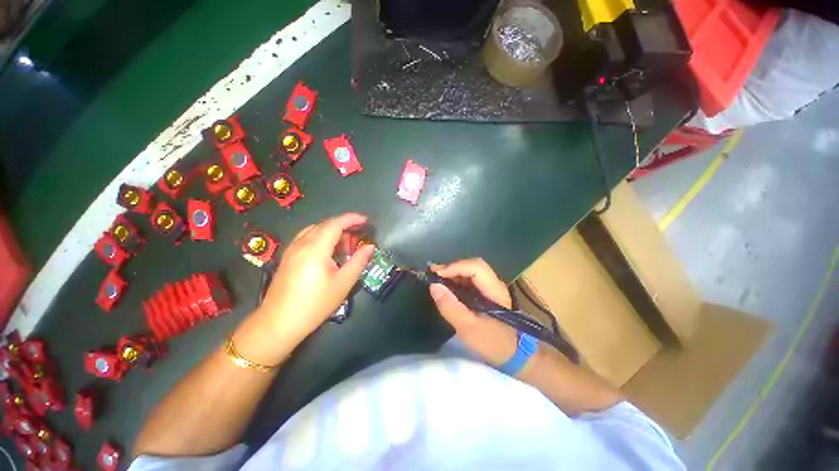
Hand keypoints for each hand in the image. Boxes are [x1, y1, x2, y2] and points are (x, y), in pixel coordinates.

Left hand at [248, 213, 374, 348]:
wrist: (278, 324)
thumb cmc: (315, 304)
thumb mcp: (343, 283)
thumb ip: (358, 261)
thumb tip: (370, 246)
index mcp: (315, 249)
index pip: (335, 224)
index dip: (351, 219)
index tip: (365, 220)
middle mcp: (301, 244)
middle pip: (324, 225)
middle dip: (343, 225)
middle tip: (358, 236)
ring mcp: (291, 250)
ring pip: (314, 230)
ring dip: (332, 230)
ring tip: (345, 242)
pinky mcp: (287, 257)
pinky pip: (306, 237)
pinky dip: (321, 237)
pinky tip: (327, 250)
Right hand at [429, 258, 517, 366]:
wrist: (514, 355)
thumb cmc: (492, 343)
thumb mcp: (468, 328)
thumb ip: (450, 307)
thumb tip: (434, 285)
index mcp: (494, 290)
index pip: (476, 267)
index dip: (455, 267)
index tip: (437, 274)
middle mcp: (494, 283)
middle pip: (473, 265)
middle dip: (452, 267)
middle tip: (433, 273)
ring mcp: (491, 288)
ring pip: (471, 271)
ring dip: (453, 272)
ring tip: (436, 278)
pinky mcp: (486, 293)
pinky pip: (470, 280)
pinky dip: (456, 280)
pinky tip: (446, 286)